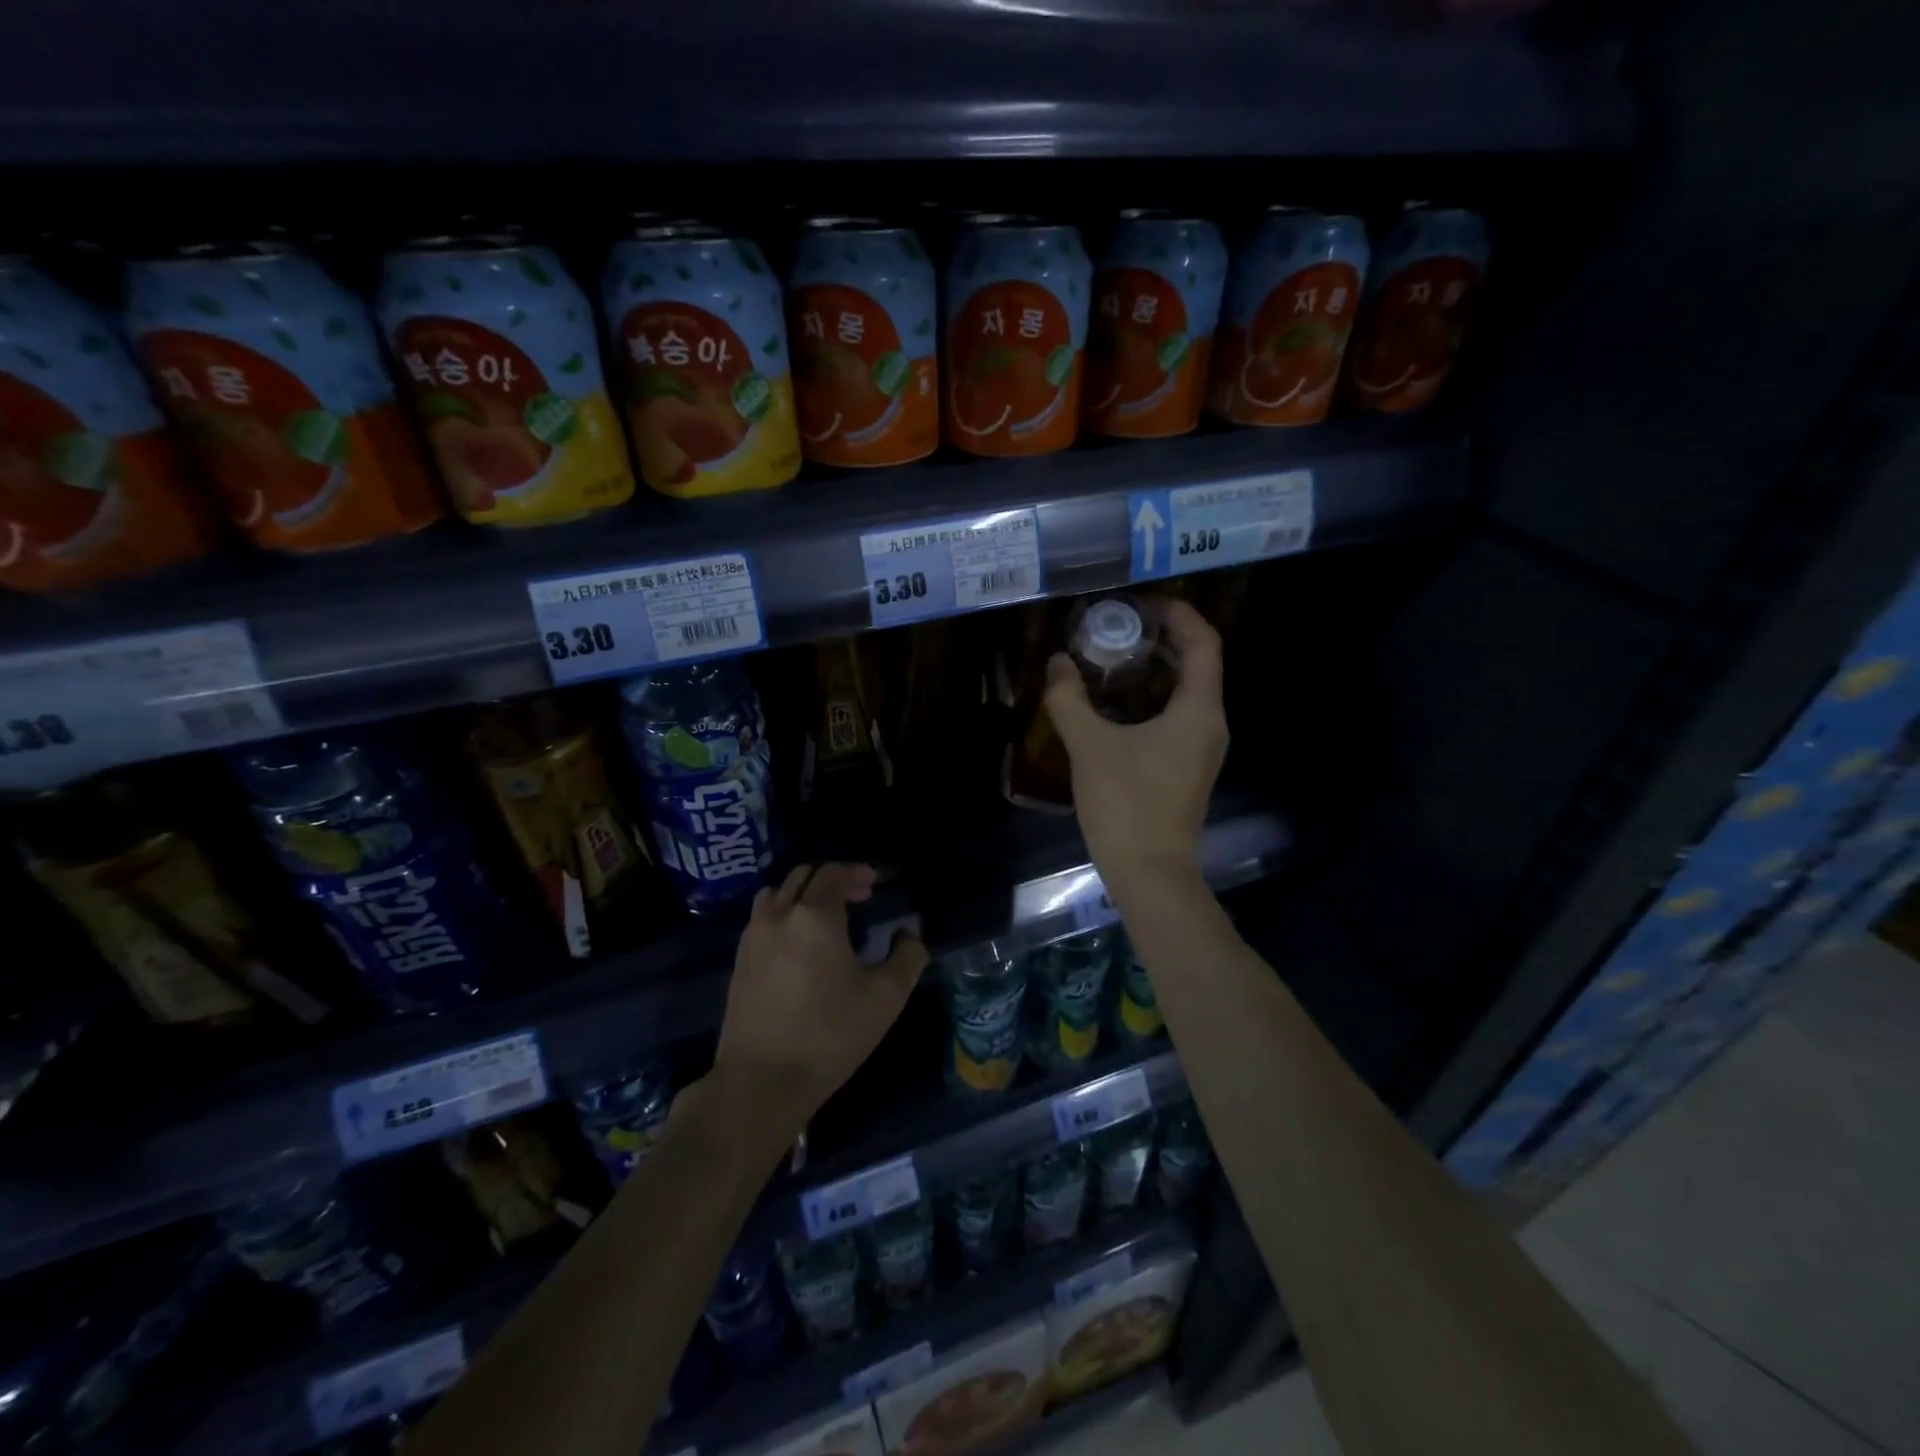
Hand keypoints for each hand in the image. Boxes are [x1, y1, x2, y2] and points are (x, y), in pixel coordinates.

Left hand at [712, 863, 927, 1128]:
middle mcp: (779, 915)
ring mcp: (752, 937)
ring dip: (802, 894)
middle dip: (832, 880)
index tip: (874, 884)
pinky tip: (798, 945)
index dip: (856, 872)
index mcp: (815, 916)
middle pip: (803, 876)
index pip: (833, 872)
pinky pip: (762, 918)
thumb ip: (908, 957)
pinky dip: (783, 914)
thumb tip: (909, 935)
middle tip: (856, 898)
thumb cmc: (830, 1035)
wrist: (762, 1081)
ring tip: (823, 917)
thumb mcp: (886, 998)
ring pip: (777, 893)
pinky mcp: (739, 961)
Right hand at [1044, 599, 1227, 894]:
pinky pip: (1178, 716)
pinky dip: (1153, 697)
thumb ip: (1069, 700)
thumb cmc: (1126, 805)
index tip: (1143, 602)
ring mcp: (1202, 749)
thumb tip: (1057, 663)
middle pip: (1198, 664)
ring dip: (1156, 669)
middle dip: (1163, 639)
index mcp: (1199, 710)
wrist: (1149, 873)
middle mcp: (1210, 724)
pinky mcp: (1187, 767)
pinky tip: (1116, 703)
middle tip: (1119, 625)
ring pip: (1187, 692)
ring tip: (1113, 656)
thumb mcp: (1090, 747)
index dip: (1180, 615)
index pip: (1204, 644)